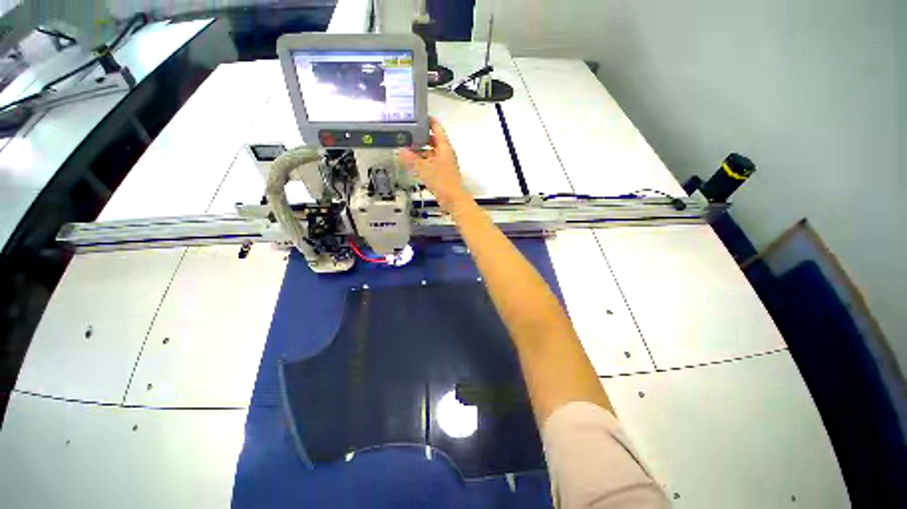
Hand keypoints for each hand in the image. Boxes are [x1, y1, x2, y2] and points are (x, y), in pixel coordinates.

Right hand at [399, 117, 470, 210]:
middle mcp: (446, 153)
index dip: (427, 120)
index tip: (416, 115)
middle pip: (433, 140)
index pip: (437, 127)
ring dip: (421, 151)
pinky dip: (423, 161)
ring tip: (406, 149)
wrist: (453, 199)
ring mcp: (445, 163)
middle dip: (420, 137)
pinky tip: (413, 164)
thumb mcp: (424, 168)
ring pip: (432, 153)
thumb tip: (400, 151)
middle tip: (406, 134)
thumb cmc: (441, 180)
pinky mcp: (443, 173)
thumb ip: (411, 159)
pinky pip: (432, 163)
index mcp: (444, 147)